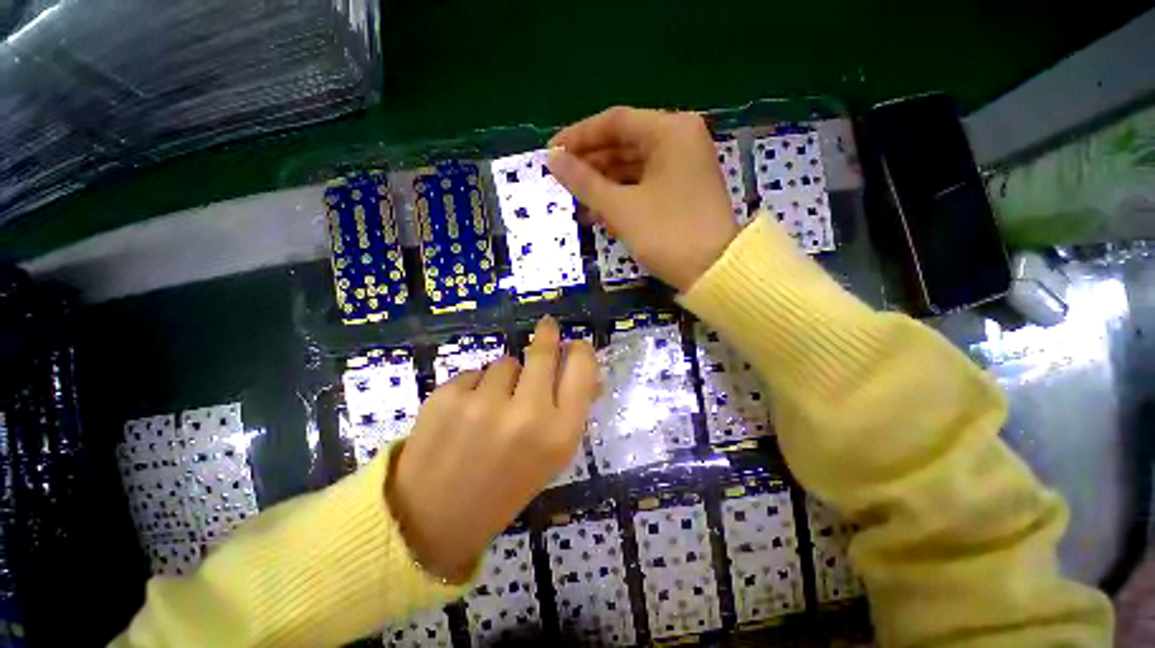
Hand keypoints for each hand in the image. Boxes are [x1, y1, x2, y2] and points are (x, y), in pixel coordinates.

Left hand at [386, 316, 599, 581]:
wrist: (435, 519)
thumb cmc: (505, 486)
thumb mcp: (551, 456)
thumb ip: (572, 410)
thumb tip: (586, 370)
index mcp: (560, 434)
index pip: (582, 370)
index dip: (581, 351)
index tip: (576, 343)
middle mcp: (527, 415)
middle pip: (544, 352)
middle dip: (548, 335)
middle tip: (547, 326)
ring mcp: (484, 404)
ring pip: (505, 362)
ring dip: (504, 376)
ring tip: (491, 408)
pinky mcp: (447, 397)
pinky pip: (474, 373)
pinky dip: (474, 386)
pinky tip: (464, 415)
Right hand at [547, 106, 739, 290]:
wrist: (713, 271)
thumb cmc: (667, 233)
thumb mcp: (621, 207)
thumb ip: (584, 182)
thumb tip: (552, 159)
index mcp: (670, 130)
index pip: (615, 122)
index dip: (579, 137)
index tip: (551, 153)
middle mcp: (679, 140)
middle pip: (624, 143)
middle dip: (590, 164)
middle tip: (561, 180)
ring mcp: (682, 166)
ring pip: (632, 167)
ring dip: (603, 184)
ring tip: (574, 201)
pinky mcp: (681, 191)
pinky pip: (643, 184)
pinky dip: (621, 196)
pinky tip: (598, 212)